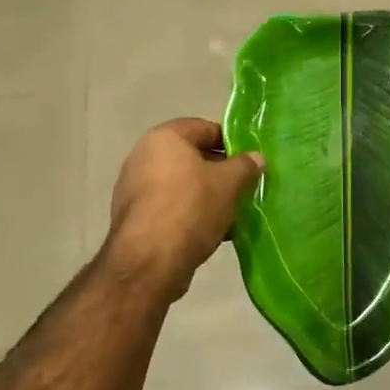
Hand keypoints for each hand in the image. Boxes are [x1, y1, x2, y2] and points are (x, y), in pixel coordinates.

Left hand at [107, 118, 262, 299]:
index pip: (204, 128)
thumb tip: (256, 158)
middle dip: (219, 173)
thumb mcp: (229, 183)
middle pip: (191, 157)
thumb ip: (245, 166)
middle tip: (243, 188)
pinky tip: (212, 232)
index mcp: (164, 137)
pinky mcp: (134, 218)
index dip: (230, 142)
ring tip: (232, 214)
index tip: (249, 162)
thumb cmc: (191, 207)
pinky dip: (190, 214)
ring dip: (206, 196)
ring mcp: (134, 188)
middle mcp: (143, 156)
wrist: (149, 261)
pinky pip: (170, 207)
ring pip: (181, 185)